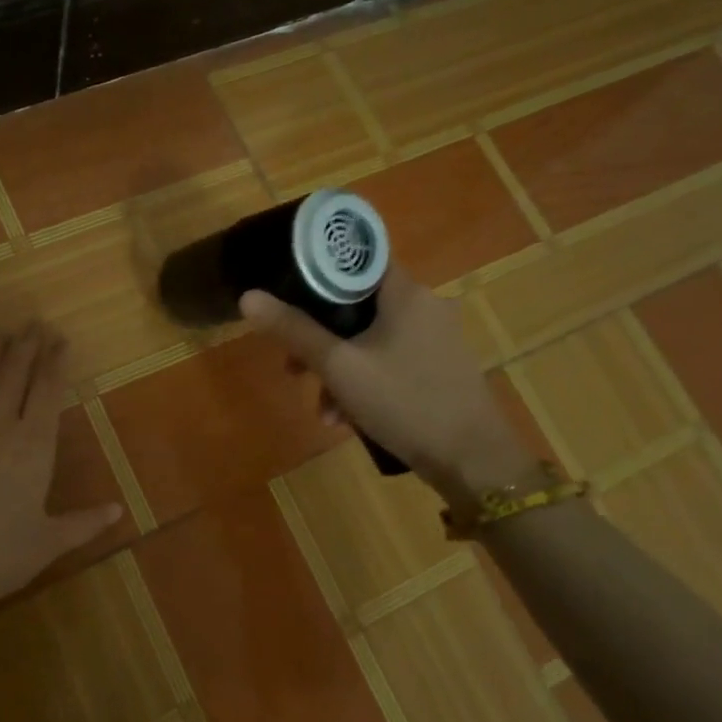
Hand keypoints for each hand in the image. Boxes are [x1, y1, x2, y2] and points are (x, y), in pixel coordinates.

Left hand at [0, 322, 122, 650]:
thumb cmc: (1, 557)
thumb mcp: (49, 542)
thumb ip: (85, 523)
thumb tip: (118, 512)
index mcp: (34, 446)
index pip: (49, 391)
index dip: (55, 362)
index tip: (60, 338)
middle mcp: (1, 429)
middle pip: (15, 376)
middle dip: (26, 347)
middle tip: (33, 321)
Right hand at [240, 276, 541, 501]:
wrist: (473, 461)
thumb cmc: (404, 402)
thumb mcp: (339, 367)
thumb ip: (294, 331)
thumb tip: (248, 298)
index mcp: (405, 292)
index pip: (356, 259)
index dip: (318, 271)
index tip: (287, 293)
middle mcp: (424, 305)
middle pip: (356, 305)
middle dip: (319, 338)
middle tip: (293, 369)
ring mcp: (435, 338)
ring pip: (370, 338)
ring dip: (338, 369)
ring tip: (323, 409)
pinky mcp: (439, 367)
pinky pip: (389, 360)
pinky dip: (364, 381)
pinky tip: (348, 418)